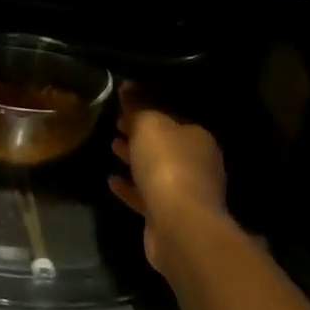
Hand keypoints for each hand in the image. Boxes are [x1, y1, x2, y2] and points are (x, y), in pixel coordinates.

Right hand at [109, 84, 227, 274]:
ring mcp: (186, 192)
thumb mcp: (149, 126)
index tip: (123, 106)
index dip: (147, 110)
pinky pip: (146, 196)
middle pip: (164, 144)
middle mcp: (197, 163)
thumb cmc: (167, 166)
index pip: (171, 117)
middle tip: (116, 124)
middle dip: (141, 134)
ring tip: (112, 148)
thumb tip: (128, 85)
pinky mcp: (169, 216)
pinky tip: (112, 181)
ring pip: (156, 170)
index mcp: (198, 137)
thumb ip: (138, 105)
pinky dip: (130, 188)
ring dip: (135, 160)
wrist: (179, 225)